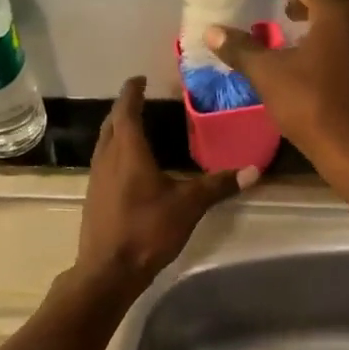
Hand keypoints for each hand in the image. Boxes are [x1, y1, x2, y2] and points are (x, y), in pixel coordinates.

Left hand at [73, 77, 254, 298]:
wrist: (108, 271)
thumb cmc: (147, 230)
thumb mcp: (188, 206)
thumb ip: (218, 185)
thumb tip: (254, 170)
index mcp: (128, 151)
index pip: (127, 110)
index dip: (132, 92)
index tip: (139, 78)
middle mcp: (107, 157)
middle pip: (112, 123)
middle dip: (124, 108)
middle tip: (140, 99)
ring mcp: (96, 178)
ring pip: (104, 143)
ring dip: (117, 130)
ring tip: (135, 127)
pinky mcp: (93, 196)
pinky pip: (103, 162)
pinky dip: (114, 151)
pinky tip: (128, 165)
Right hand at [205, 0, 348, 170]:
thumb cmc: (311, 105)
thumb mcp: (268, 75)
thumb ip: (241, 49)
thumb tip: (212, 31)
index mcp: (335, 13)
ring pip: (339, 14)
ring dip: (314, 9)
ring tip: (287, 16)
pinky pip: (346, 34)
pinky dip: (325, 30)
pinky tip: (306, 49)